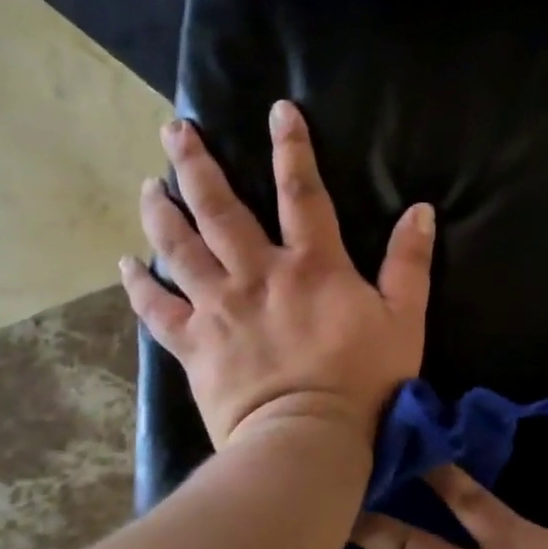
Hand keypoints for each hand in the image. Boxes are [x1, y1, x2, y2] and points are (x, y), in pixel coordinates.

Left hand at [119, 101, 434, 448]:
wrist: (309, 439)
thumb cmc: (365, 380)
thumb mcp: (404, 319)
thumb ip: (410, 263)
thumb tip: (420, 210)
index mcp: (312, 265)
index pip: (302, 192)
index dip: (292, 147)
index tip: (279, 109)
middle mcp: (257, 274)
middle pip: (219, 208)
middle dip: (196, 165)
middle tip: (175, 130)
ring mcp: (219, 308)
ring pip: (180, 248)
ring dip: (161, 212)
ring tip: (148, 184)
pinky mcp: (194, 344)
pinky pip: (157, 309)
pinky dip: (140, 285)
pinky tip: (127, 263)